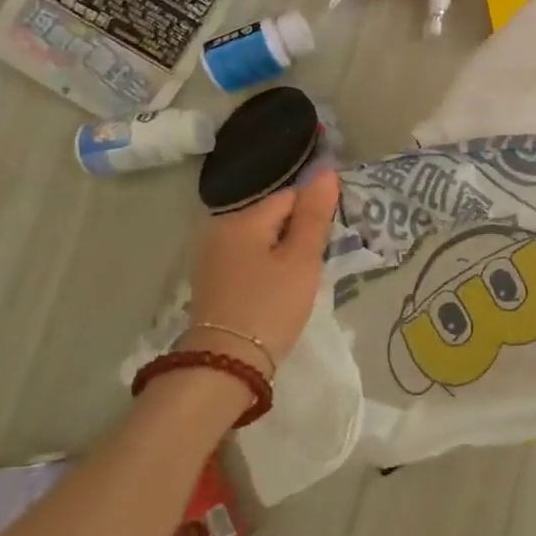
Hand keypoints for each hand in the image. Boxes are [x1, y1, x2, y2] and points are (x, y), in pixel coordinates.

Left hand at [184, 170, 340, 371]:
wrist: (225, 364)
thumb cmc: (270, 307)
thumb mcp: (301, 260)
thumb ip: (314, 215)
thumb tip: (326, 172)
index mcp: (242, 219)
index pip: (291, 198)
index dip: (313, 218)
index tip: (324, 247)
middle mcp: (219, 229)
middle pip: (273, 218)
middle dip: (296, 236)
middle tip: (310, 270)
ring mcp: (210, 255)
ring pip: (260, 240)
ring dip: (280, 254)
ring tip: (294, 283)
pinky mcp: (209, 279)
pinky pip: (246, 259)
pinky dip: (263, 269)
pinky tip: (272, 292)